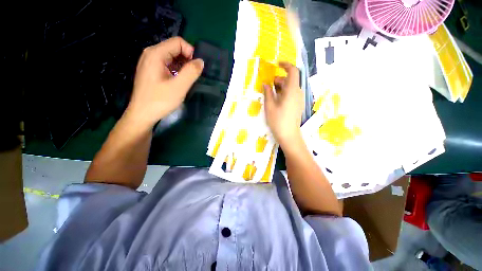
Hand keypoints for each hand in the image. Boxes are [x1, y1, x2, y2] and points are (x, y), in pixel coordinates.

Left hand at [125, 37, 203, 127]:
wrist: (142, 114)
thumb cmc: (160, 101)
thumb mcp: (179, 87)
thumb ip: (191, 72)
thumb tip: (201, 62)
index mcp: (156, 54)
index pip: (178, 42)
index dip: (191, 52)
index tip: (197, 68)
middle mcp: (151, 54)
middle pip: (175, 48)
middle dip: (187, 60)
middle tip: (194, 76)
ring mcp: (150, 62)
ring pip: (172, 57)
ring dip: (183, 66)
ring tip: (187, 80)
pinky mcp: (151, 71)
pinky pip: (168, 65)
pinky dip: (177, 70)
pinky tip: (179, 81)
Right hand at [264, 62, 303, 146]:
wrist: (289, 135)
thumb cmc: (278, 121)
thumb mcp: (270, 106)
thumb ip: (267, 93)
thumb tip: (265, 84)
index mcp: (292, 91)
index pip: (293, 71)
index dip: (286, 65)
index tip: (277, 64)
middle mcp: (297, 93)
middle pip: (290, 80)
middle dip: (279, 79)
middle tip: (269, 84)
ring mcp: (298, 100)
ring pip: (290, 87)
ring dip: (280, 86)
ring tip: (270, 93)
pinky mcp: (297, 105)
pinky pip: (291, 94)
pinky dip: (283, 93)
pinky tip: (276, 100)